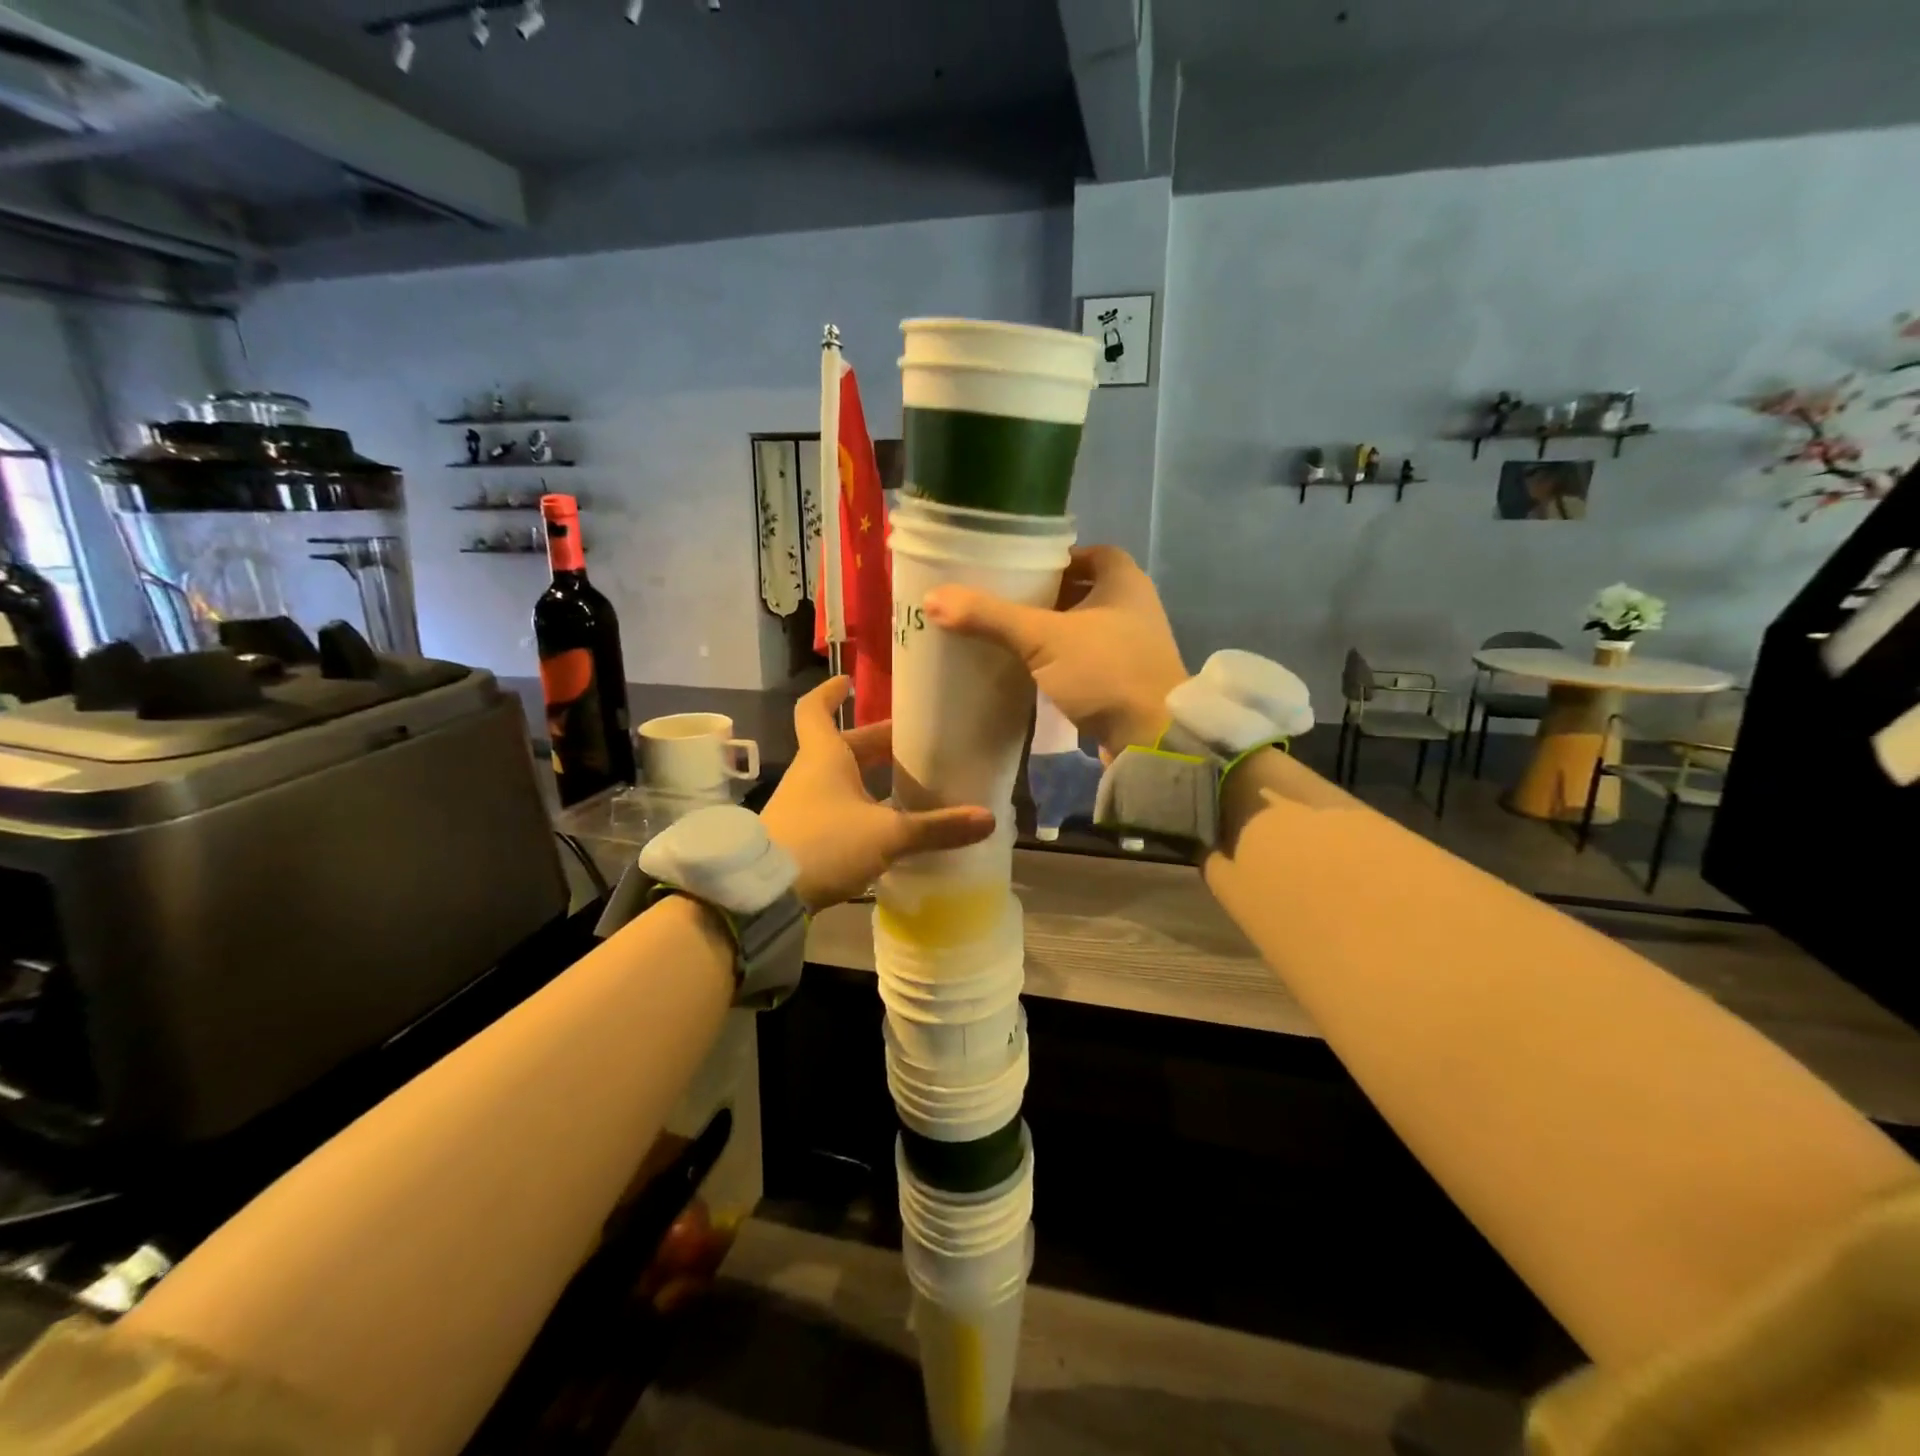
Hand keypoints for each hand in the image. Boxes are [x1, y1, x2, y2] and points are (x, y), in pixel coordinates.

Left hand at [759, 678, 995, 910]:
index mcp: (823, 757)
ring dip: (868, 778)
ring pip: (839, 780)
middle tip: (911, 743)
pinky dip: (860, 809)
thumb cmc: (823, 843)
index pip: (814, 710)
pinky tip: (886, 827)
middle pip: (841, 747)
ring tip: (907, 783)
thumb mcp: (887, 835)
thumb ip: (936, 828)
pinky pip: (836, 810)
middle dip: (875, 743)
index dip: (829, 692)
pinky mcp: (802, 837)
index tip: (847, 682)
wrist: (764, 894)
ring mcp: (802, 806)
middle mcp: (809, 774)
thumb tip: (988, 819)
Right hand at [923, 545, 1186, 759]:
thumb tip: (932, 598)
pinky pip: (1086, 660)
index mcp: (1125, 581)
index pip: (1088, 553)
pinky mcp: (1124, 681)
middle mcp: (1133, 608)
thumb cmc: (1105, 672)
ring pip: (1083, 628)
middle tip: (1001, 601)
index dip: (1055, 558)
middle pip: (1083, 591)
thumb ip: (990, 617)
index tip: (1017, 568)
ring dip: (1052, 631)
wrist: (1151, 739)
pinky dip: (1061, 660)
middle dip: (1045, 596)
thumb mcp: (1043, 638)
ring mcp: (1132, 647)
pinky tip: (1030, 669)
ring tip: (1007, 634)